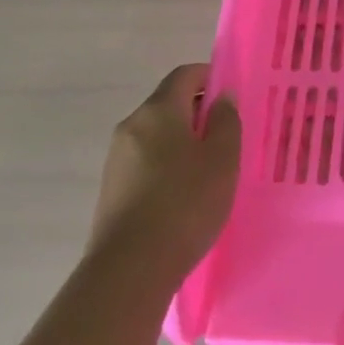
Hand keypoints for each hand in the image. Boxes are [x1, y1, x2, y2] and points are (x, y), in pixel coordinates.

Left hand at [91, 64, 241, 282]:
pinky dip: (167, 165)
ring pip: (157, 135)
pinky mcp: (111, 188)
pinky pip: (145, 161)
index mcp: (158, 110)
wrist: (130, 269)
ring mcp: (116, 158)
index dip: (210, 77)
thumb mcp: (222, 159)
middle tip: (227, 137)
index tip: (232, 97)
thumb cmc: (185, 203)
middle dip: (198, 112)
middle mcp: (131, 125)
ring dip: (182, 141)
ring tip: (209, 170)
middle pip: (168, 103)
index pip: (185, 74)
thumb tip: (222, 97)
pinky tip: (184, 195)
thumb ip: (226, 121)